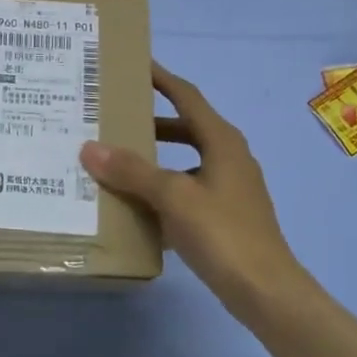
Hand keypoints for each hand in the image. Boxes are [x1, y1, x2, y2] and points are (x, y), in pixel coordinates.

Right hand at [80, 63, 309, 315]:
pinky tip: (136, 207)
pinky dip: (163, 192)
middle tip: (113, 118)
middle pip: (184, 127)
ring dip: (154, 159)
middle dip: (150, 122)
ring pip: (184, 161)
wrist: (265, 292)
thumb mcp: (172, 197)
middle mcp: (228, 156)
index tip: (134, 64)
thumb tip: (90, 147)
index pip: (186, 96)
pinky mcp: (225, 216)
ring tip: (116, 162)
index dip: (161, 78)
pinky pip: (187, 191)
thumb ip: (132, 171)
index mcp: (221, 140)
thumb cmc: (222, 233)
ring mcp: (229, 188)